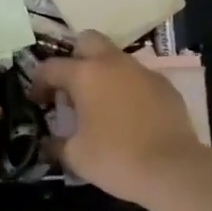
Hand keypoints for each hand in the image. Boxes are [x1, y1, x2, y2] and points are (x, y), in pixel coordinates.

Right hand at [30, 31, 202, 204]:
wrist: (174, 169)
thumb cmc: (116, 159)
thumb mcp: (76, 157)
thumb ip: (56, 144)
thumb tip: (48, 142)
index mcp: (85, 75)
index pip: (51, 66)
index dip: (38, 82)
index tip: (37, 100)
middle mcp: (112, 63)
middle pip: (87, 40)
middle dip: (75, 57)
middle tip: (72, 86)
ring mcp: (142, 71)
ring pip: (116, 58)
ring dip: (104, 73)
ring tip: (102, 103)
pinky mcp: (165, 85)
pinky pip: (139, 77)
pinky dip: (129, 88)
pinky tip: (131, 115)